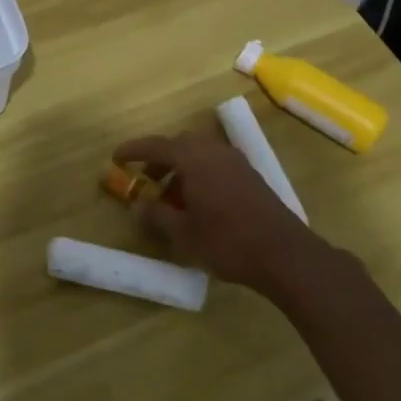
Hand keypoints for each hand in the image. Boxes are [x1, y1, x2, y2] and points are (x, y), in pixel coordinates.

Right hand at [112, 130, 326, 298]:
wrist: (284, 254)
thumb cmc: (227, 241)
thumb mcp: (183, 234)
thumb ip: (157, 216)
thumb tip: (138, 206)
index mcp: (193, 158)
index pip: (156, 145)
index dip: (133, 151)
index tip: (116, 158)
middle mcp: (213, 151)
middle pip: (179, 146)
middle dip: (159, 160)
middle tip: (146, 180)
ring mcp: (235, 161)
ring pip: (199, 155)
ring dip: (181, 169)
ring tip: (172, 198)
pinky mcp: (250, 176)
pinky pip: (215, 165)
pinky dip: (200, 175)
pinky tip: (199, 203)